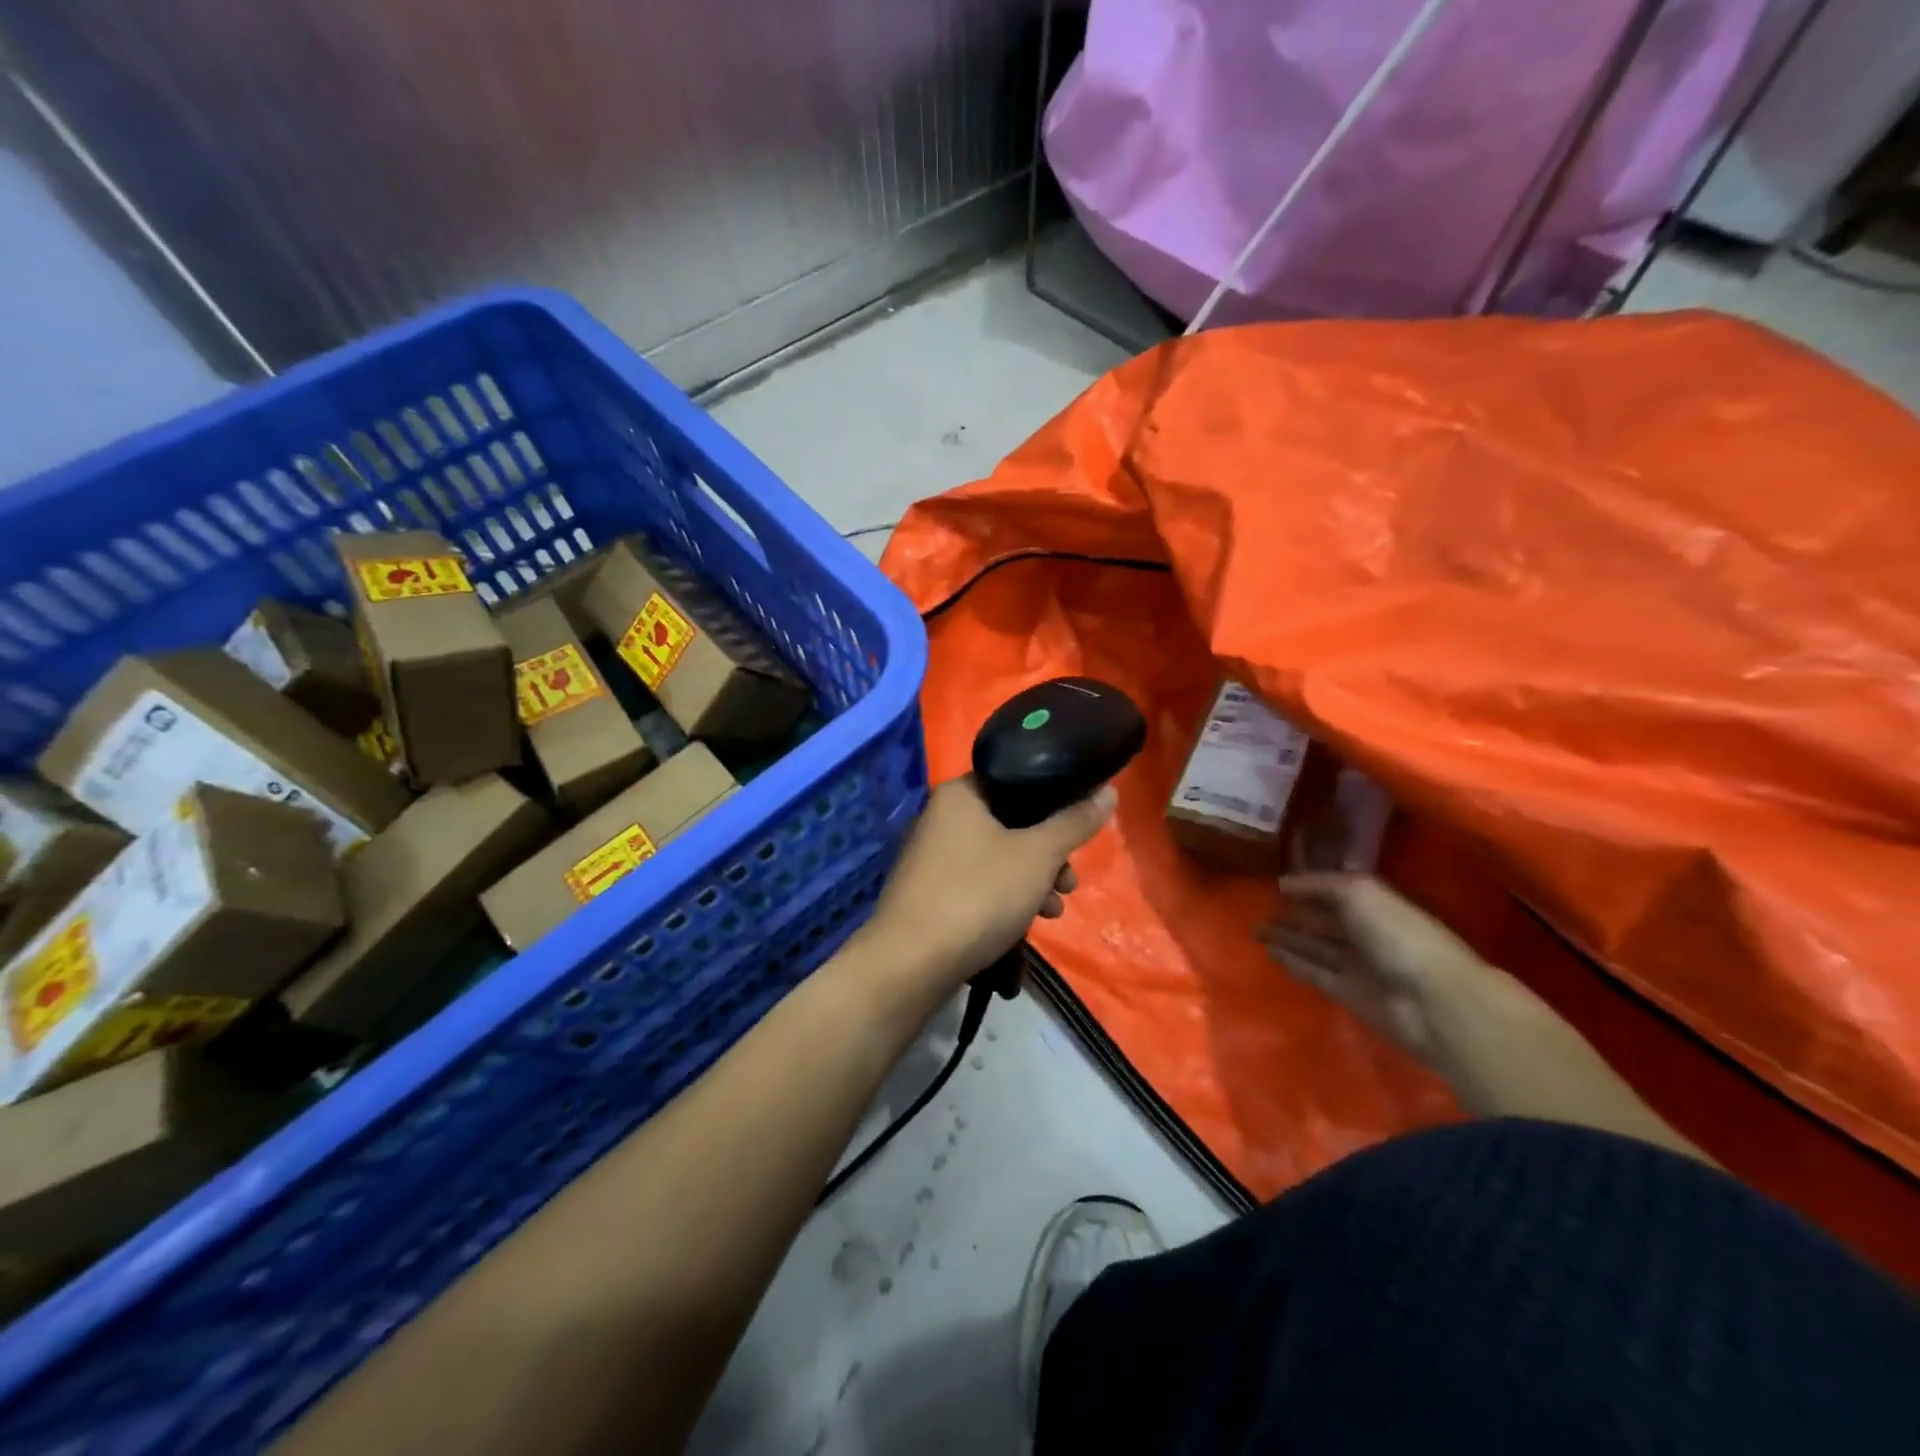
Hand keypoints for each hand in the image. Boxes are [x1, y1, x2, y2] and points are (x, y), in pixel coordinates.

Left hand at [864, 777, 1117, 992]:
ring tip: (1054, 910)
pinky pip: (979, 883)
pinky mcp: (930, 893)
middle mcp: (941, 817)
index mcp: (960, 794)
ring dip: (1032, 880)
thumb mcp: (1038, 856)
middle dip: (1048, 853)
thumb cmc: (978, 895)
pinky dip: (1005, 897)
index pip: (1017, 779)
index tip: (1079, 830)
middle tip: (1070, 881)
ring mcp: (931, 857)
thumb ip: (1074, 822)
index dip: (1054, 802)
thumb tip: (1109, 792)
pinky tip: (1024, 926)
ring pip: (998, 857)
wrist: (910, 964)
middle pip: (1011, 823)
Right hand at [1257, 873, 1488, 1066]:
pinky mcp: (1347, 993)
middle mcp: (1366, 933)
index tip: (1276, 885)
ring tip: (1256, 931)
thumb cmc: (1398, 934)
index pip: (1335, 892)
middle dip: (1293, 915)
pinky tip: (1270, 953)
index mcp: (1376, 905)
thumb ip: (1321, 884)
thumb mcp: (1359, 892)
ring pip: (1314, 947)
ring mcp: (1358, 965)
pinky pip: (1314, 972)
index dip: (1308, 888)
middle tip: (1257, 910)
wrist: (1432, 1000)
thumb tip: (1284, 884)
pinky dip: (1292, 962)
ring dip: (1287, 939)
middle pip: (1323, 922)